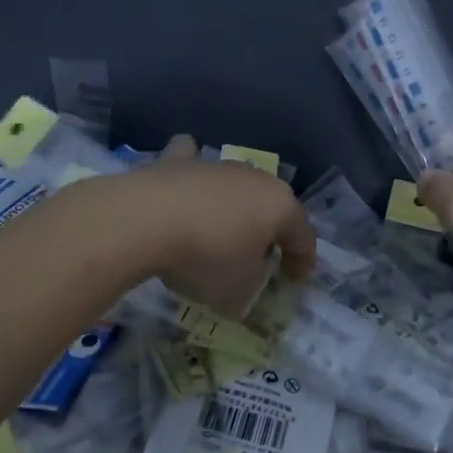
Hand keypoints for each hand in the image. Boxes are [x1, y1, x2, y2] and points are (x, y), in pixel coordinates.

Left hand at [104, 134, 314, 317]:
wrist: (149, 219)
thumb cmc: (208, 257)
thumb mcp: (237, 292)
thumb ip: (248, 289)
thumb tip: (242, 283)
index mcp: (280, 207)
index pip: (303, 236)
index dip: (302, 262)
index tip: (296, 282)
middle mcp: (255, 178)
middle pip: (269, 206)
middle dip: (267, 231)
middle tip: (257, 259)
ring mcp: (217, 165)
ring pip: (234, 185)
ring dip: (231, 207)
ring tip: (217, 233)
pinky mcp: (179, 161)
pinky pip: (192, 161)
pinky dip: (191, 172)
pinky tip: (184, 186)